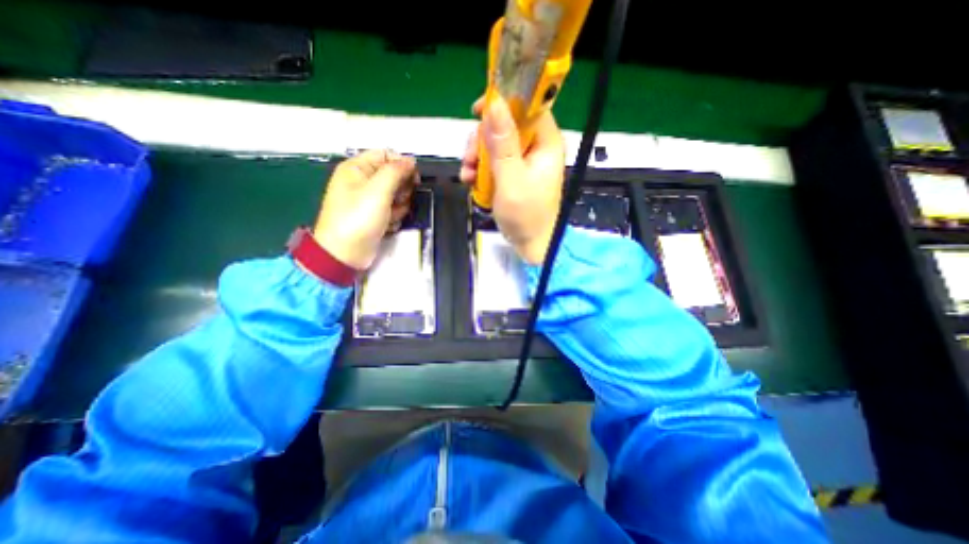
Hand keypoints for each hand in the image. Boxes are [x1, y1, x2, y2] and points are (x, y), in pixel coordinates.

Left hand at [310, 149, 416, 268]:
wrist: (345, 253)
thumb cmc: (358, 218)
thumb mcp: (377, 190)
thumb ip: (395, 171)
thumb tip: (411, 160)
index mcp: (358, 168)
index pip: (386, 155)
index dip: (402, 164)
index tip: (414, 179)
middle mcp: (363, 181)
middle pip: (394, 175)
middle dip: (401, 189)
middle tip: (398, 199)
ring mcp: (369, 200)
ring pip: (397, 194)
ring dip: (399, 205)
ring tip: (390, 215)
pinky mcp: (375, 215)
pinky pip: (393, 209)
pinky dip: (394, 217)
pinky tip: (388, 225)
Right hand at [458, 98, 565, 265]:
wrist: (529, 244)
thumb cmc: (526, 216)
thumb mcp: (512, 179)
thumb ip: (503, 144)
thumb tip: (495, 103)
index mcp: (546, 143)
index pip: (529, 106)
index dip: (504, 102)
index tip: (478, 111)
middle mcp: (536, 147)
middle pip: (506, 125)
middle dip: (482, 139)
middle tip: (470, 159)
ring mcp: (524, 161)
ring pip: (495, 143)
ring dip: (477, 156)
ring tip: (468, 176)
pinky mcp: (513, 173)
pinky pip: (493, 161)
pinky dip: (480, 169)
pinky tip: (470, 181)